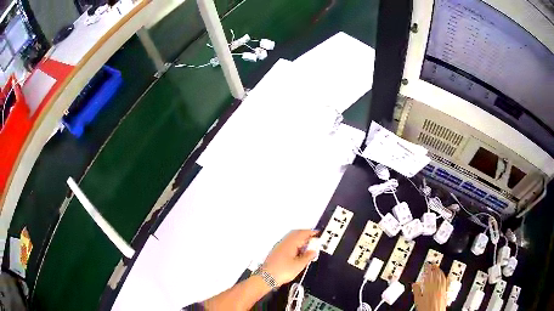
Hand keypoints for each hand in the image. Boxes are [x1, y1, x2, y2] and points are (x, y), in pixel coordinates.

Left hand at [261, 229, 318, 285]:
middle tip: (313, 239)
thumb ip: (307, 257)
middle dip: (305, 235)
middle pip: (295, 233)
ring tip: (307, 246)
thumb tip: (313, 251)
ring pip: (291, 238)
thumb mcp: (299, 265)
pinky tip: (297, 252)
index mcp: (290, 243)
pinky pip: (287, 243)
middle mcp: (283, 243)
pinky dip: (294, 244)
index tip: (317, 234)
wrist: (267, 277)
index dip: (310, 233)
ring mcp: (279, 247)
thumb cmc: (282, 271)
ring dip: (299, 239)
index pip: (302, 233)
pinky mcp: (276, 252)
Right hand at [412, 264, 447, 310]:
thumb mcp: (418, 301)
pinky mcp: (445, 291)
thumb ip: (416, 291)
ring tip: (438, 267)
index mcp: (429, 288)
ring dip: (439, 271)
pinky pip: (445, 281)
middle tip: (432, 263)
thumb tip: (414, 284)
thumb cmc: (426, 309)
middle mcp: (436, 287)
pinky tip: (444, 275)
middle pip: (436, 275)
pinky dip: (444, 276)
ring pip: (441, 277)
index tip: (427, 264)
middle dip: (434, 268)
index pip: (428, 275)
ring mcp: (442, 288)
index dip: (428, 269)